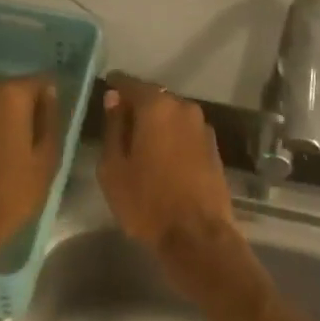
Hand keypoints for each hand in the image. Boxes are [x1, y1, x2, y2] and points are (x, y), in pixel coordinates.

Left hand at [0, 73, 59, 274]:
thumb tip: (50, 94)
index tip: (56, 124)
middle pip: (15, 90)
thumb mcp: (46, 159)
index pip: (41, 81)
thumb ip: (50, 120)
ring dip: (6, 120)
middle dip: (27, 109)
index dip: (52, 100)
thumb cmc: (9, 193)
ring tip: (16, 151)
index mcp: (10, 94)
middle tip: (37, 140)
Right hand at [98, 75, 240, 283]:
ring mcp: (202, 127)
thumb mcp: (113, 166)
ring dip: (156, 122)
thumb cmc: (146, 201)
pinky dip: (171, 136)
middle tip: (119, 120)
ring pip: (171, 114)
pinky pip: (184, 131)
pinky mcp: (213, 147)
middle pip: (153, 97)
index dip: (115, 85)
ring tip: (140, 141)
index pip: (129, 83)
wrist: (197, 237)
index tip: (106, 89)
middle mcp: (183, 107)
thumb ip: (113, 127)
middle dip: (136, 104)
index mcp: (156, 107)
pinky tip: (161, 155)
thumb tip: (114, 99)